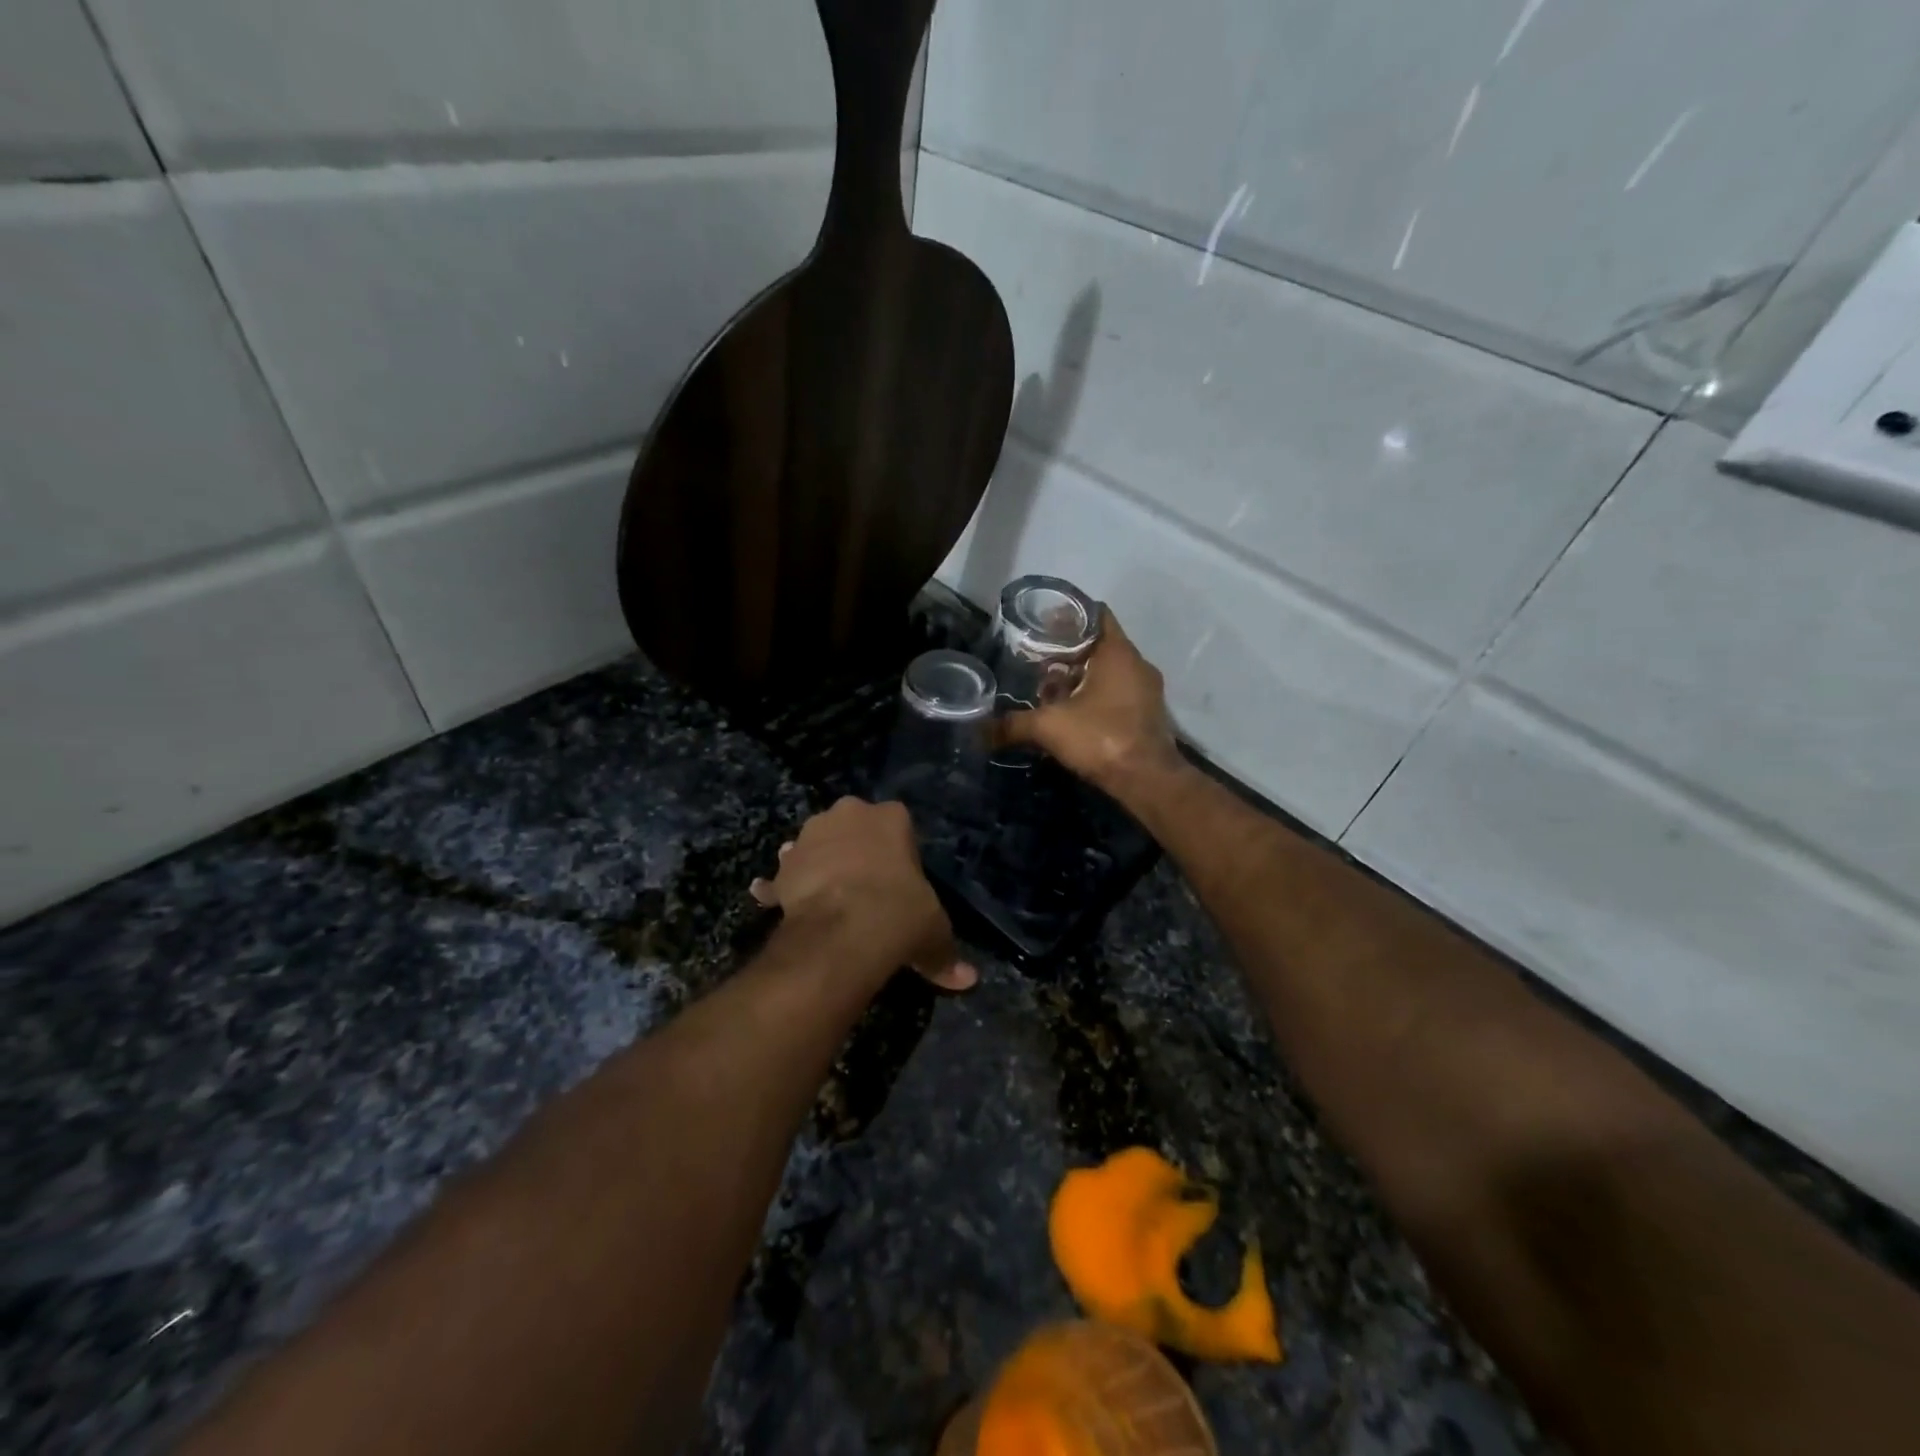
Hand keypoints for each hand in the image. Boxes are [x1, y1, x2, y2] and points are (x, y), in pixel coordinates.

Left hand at [750, 798, 977, 991]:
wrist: (843, 930)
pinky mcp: (783, 866)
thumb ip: (945, 953)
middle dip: (854, 849)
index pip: (897, 823)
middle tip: (864, 887)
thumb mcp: (934, 933)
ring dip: (818, 864)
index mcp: (891, 817)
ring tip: (827, 899)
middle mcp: (848, 814)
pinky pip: (784, 877)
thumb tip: (967, 981)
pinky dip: (781, 890)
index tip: (899, 878)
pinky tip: (781, 908)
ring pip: (816, 846)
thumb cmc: (900, 913)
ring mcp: (810, 836)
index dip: (897, 852)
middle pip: (852, 828)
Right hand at [996, 612, 1185, 794]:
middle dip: (1066, 652)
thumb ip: (1013, 724)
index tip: (1041, 623)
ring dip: (1079, 677)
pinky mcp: (1146, 714)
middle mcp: (1136, 664)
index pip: (1095, 614)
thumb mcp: (1049, 727)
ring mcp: (1145, 690)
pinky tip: (1069, 714)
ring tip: (1047, 690)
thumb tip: (978, 731)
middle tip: (1035, 661)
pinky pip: (1116, 693)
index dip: (1067, 615)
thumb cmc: (1101, 738)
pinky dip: (1093, 696)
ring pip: (1107, 671)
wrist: (1148, 781)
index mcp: (1117, 652)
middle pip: (1098, 644)